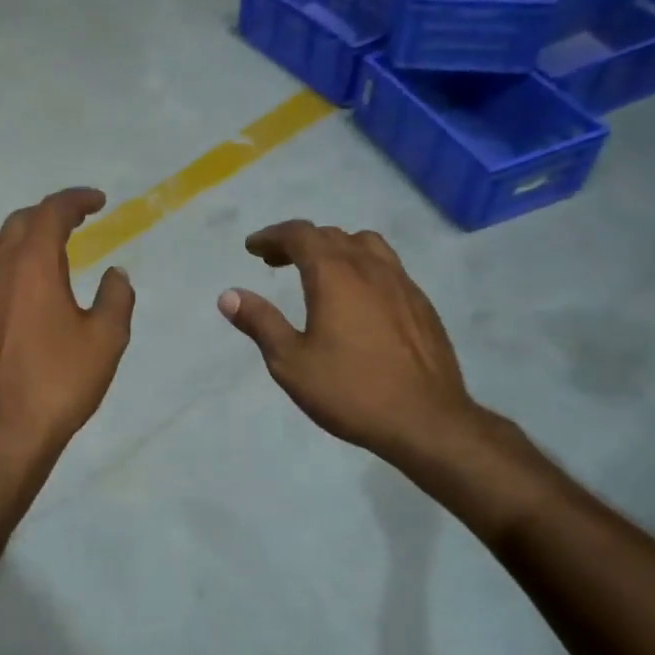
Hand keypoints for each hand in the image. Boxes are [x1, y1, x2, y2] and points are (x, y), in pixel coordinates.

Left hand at [0, 188, 133, 453]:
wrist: (3, 432)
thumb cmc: (60, 382)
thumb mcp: (106, 340)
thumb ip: (116, 297)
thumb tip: (115, 273)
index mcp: (32, 264)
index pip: (52, 211)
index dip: (75, 200)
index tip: (97, 202)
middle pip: (17, 223)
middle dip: (47, 217)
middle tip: (72, 227)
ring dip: (14, 241)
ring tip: (34, 255)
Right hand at [218, 220, 484, 468]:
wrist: (425, 420)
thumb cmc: (350, 391)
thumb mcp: (290, 362)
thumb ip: (260, 322)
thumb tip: (229, 295)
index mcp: (334, 275)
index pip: (300, 235)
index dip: (272, 236)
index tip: (253, 248)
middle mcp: (370, 267)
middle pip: (331, 235)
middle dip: (299, 241)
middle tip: (275, 260)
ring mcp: (402, 283)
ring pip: (365, 245)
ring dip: (335, 248)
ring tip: (319, 270)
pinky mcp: (421, 304)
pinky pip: (387, 267)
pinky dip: (362, 266)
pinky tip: (358, 297)